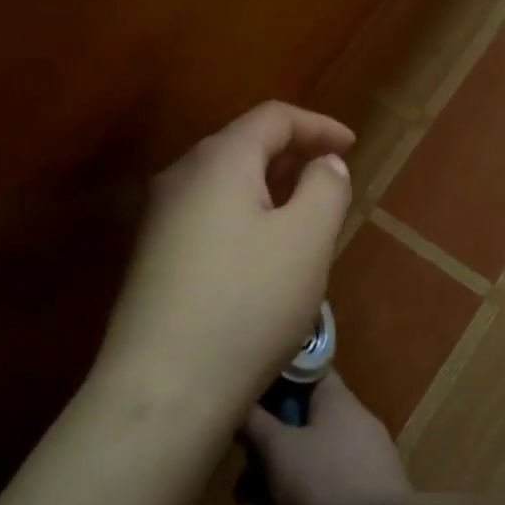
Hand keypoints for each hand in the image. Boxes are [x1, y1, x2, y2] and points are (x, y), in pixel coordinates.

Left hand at [96, 102, 353, 429]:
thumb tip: (323, 162)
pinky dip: (242, 214)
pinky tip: (259, 251)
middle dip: (291, 155)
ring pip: (223, 182)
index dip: (318, 125)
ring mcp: (159, 216)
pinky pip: (206, 214)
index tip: (352, 146)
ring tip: (302, 213)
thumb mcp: (307, 241)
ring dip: (267, 187)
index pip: (272, 117)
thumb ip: (325, 188)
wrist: (162, 387)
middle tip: (330, 179)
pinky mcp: (152, 254)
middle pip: (243, 144)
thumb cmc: (247, 304)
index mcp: (218, 160)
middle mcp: (180, 175)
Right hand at [243, 372, 412, 504]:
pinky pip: (320, 499)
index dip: (276, 379)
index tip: (249, 393)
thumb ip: (256, 424)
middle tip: (240, 474)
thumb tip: (241, 401)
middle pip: (301, 427)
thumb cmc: (327, 483)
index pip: (307, 373)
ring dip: (272, 490)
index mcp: (338, 402)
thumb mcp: (279, 450)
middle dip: (265, 452)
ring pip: (307, 467)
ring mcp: (361, 469)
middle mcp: (352, 428)